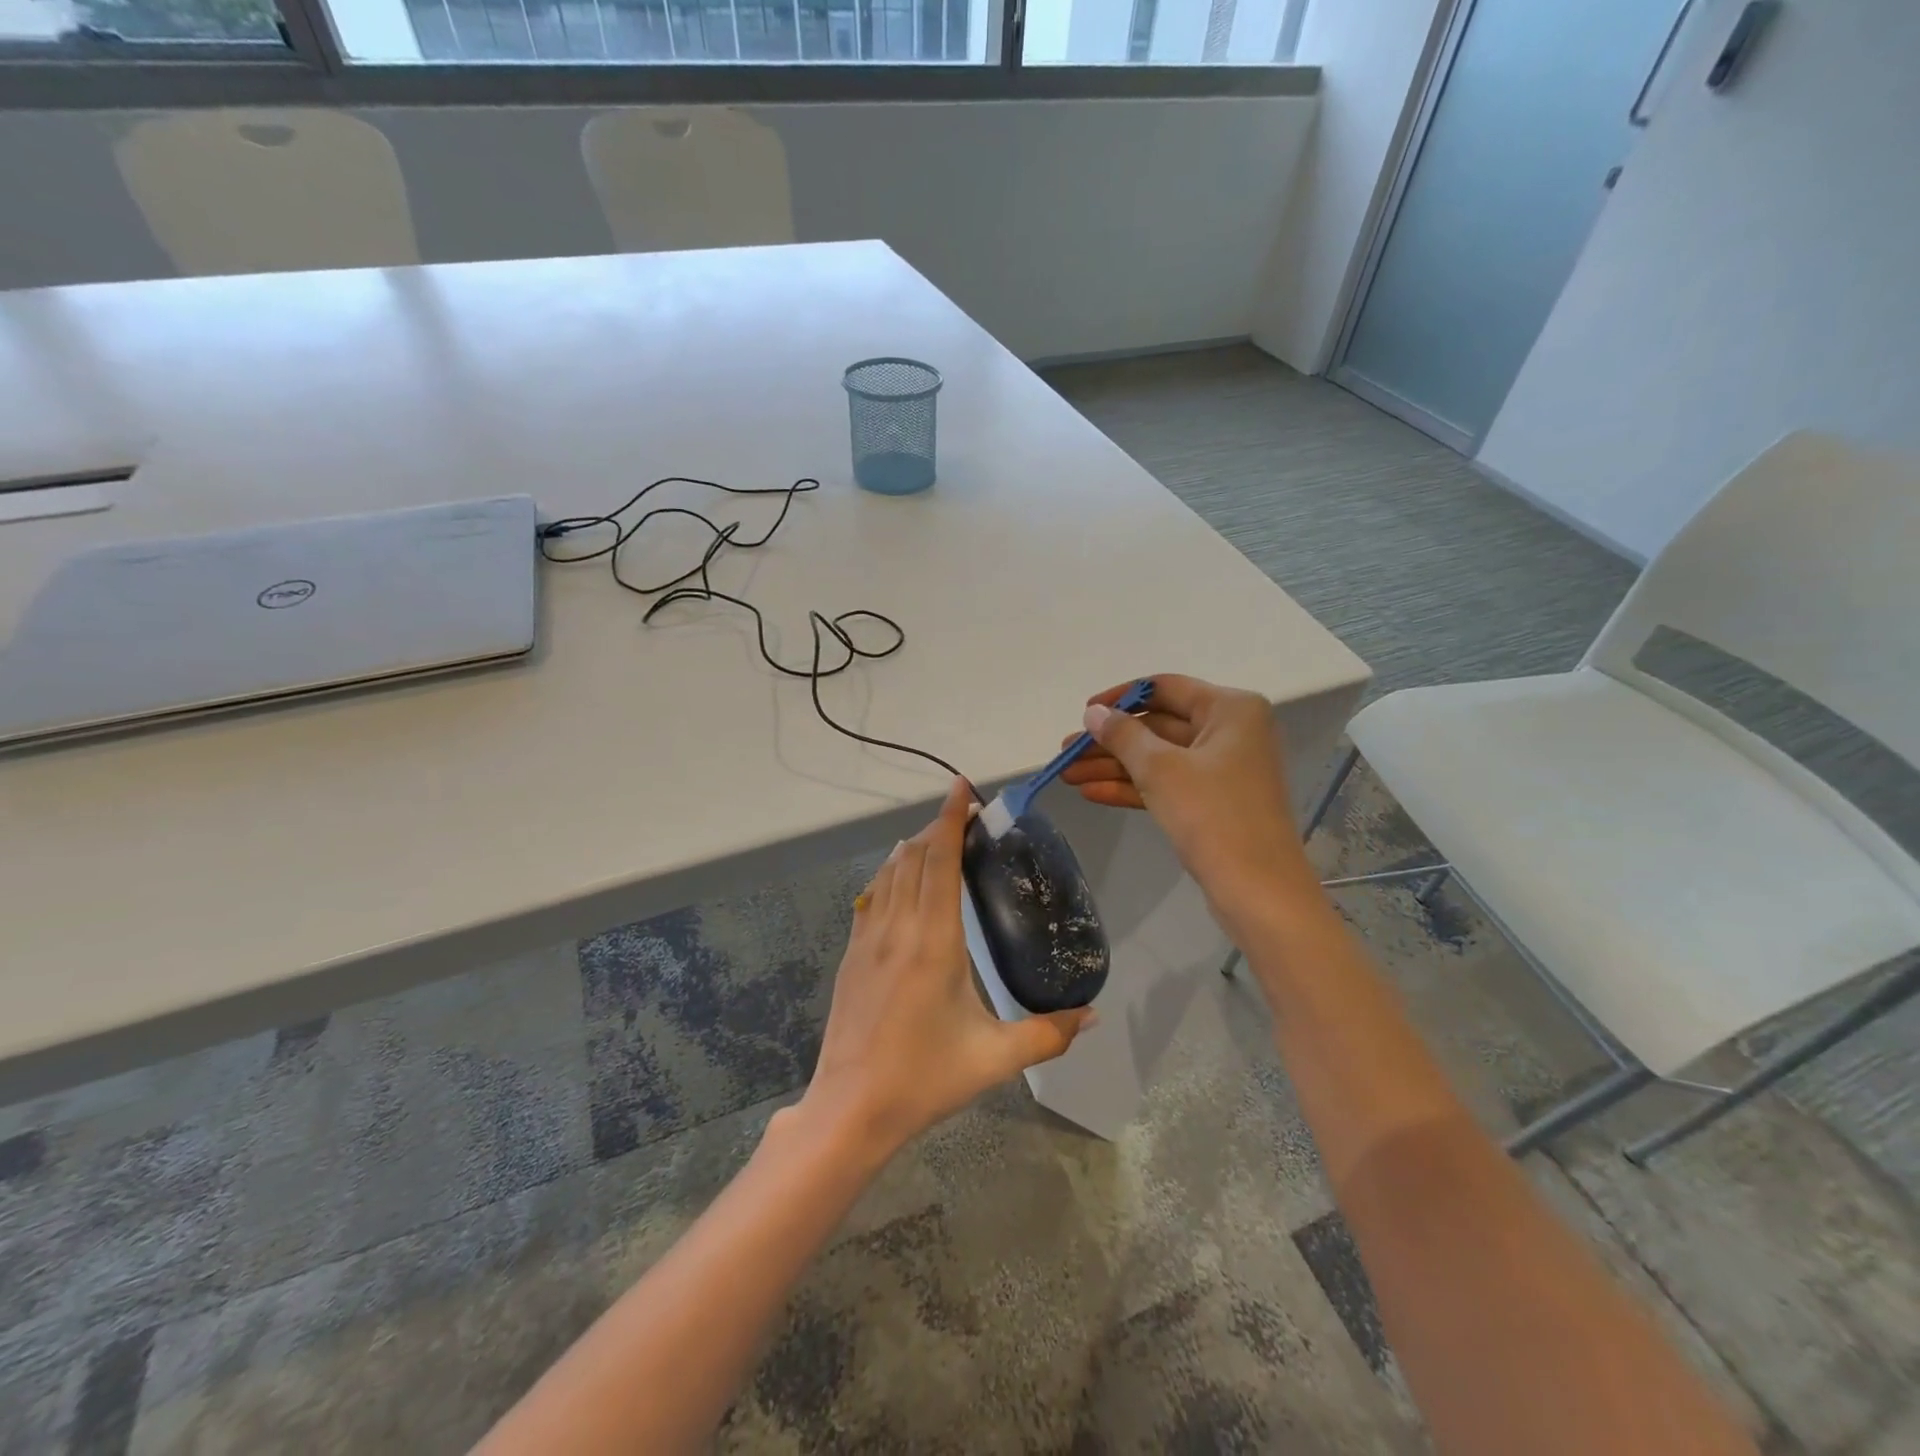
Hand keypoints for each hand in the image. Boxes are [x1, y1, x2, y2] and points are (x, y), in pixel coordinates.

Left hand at [801, 778, 1094, 1158]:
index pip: (940, 860)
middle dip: (936, 827)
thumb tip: (1092, 1015)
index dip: (950, 818)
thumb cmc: (924, 1078)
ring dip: (912, 847)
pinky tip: (896, 877)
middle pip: (914, 857)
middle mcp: (898, 927)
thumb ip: (1048, 1033)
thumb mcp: (995, 1058)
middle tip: (963, 815)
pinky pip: (871, 896)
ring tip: (934, 837)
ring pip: (888, 873)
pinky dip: (888, 873)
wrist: (850, 1108)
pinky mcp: (851, 955)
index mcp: (934, 940)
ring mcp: (868, 940)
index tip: (960, 787)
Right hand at [1060, 674, 1315, 914]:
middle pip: (1157, 726)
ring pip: (1158, 759)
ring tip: (1066, 775)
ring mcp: (1222, 770)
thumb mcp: (1160, 769)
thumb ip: (1122, 735)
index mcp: (1230, 709)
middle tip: (1065, 754)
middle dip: (1110, 742)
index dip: (1120, 698)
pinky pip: (1166, 785)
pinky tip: (1091, 794)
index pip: (1164, 688)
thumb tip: (1094, 713)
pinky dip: (1132, 788)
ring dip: (1113, 767)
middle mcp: (1230, 732)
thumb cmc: (1213, 815)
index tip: (1084, 713)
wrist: (1258, 891)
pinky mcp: (1212, 803)